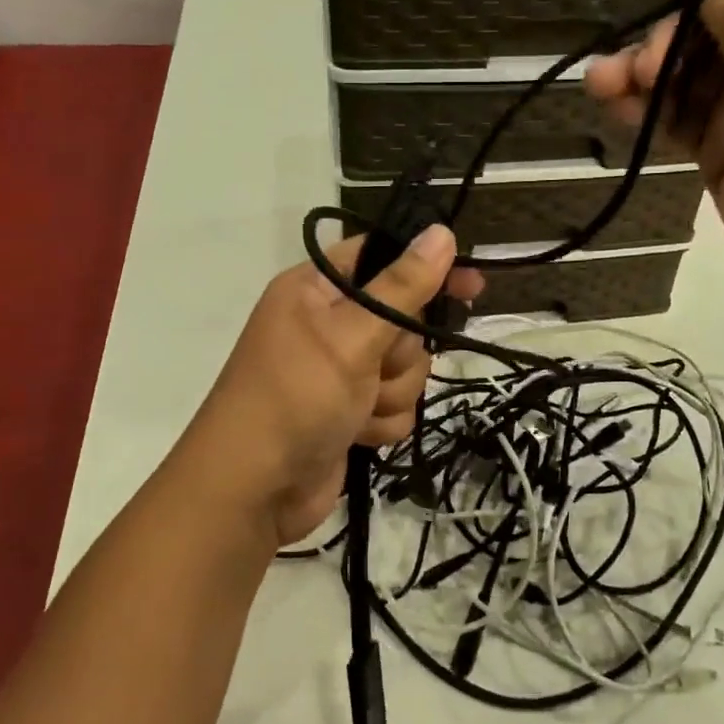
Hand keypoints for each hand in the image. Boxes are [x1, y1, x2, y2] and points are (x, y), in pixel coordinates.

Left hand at [181, 228, 482, 547]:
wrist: (253, 491)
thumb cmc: (296, 397)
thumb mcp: (352, 335)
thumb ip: (402, 286)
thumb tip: (442, 232)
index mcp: (316, 289)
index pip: (382, 257)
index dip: (426, 268)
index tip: (470, 284)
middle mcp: (329, 323)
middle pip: (403, 318)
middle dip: (400, 352)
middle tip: (377, 366)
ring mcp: (340, 370)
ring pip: (407, 367)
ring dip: (391, 392)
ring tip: (357, 409)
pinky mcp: (351, 411)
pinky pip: (395, 404)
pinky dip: (382, 422)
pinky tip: (357, 434)